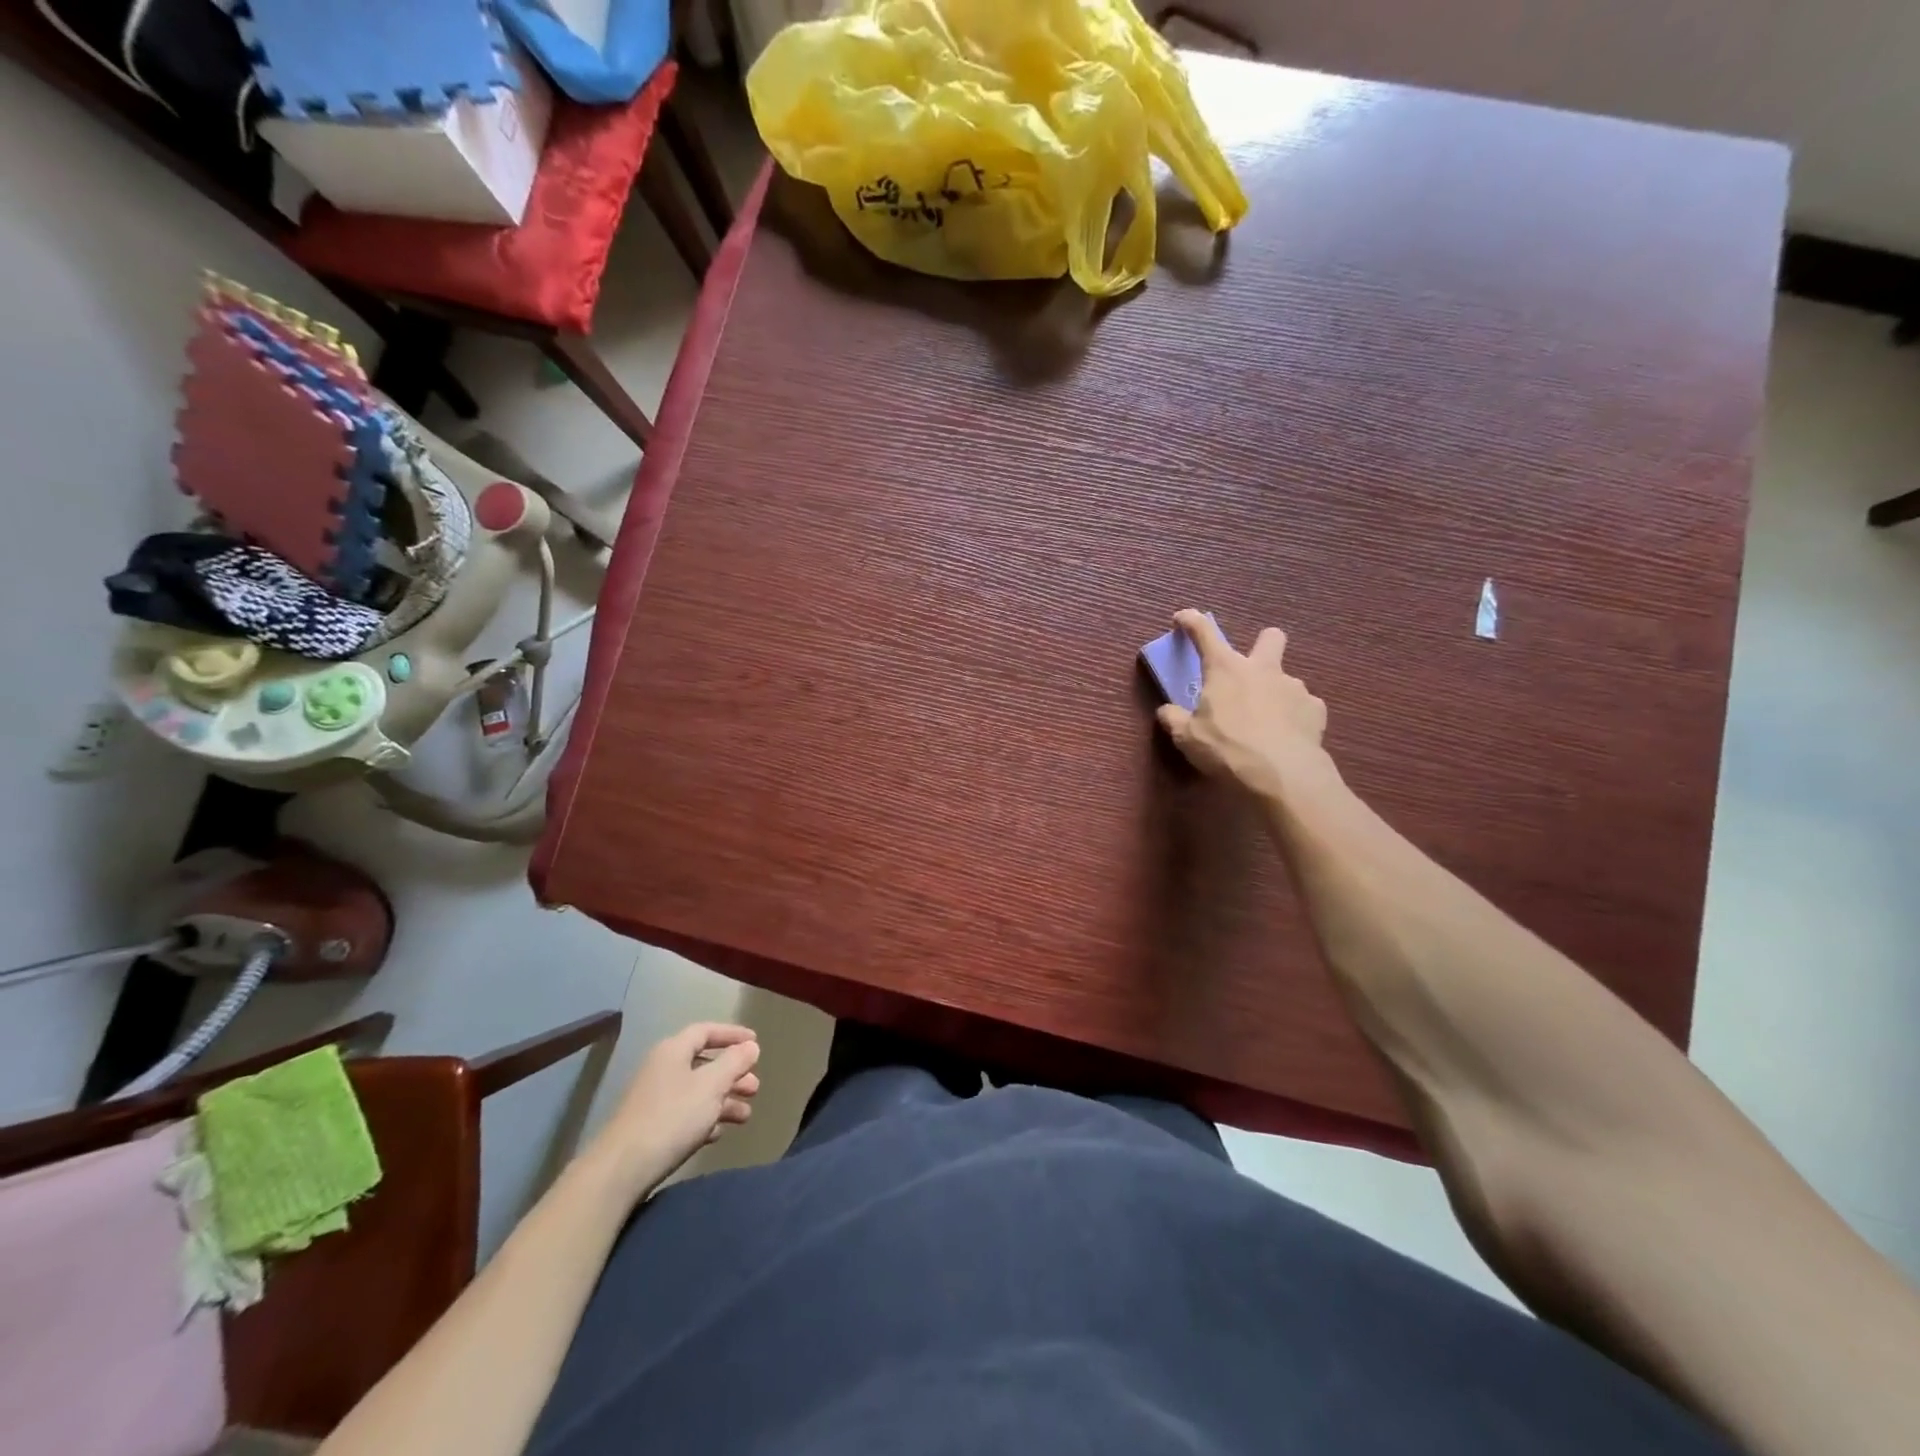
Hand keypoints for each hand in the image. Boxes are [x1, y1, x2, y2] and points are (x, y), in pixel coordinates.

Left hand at [587, 1023, 759, 1199]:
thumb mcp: (711, 1086)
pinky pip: (685, 1115)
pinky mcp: (651, 1128)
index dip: (732, 1034)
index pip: (706, 1031)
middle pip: (704, 1064)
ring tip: (746, 1115)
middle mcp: (662, 1070)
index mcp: (673, 1051)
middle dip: (733, 1074)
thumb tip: (751, 1046)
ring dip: (724, 1100)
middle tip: (755, 1088)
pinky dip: (705, 1119)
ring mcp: (654, 1100)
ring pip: (697, 1092)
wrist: (620, 1170)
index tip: (756, 1043)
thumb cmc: (672, 1117)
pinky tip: (718, 1133)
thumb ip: (734, 1062)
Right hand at [1155, 609, 1334, 800]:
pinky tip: (1285, 736)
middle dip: (1262, 644)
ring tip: (1264, 723)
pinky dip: (1293, 716)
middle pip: (1270, 638)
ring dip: (1274, 692)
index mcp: (1226, 669)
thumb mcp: (1186, 737)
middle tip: (1250, 669)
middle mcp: (1263, 669)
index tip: (1182, 618)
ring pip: (1285, 678)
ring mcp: (1295, 687)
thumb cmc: (1227, 749)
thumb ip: (1174, 719)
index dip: (1191, 622)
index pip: (1205, 633)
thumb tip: (1166, 711)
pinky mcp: (1316, 711)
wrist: (1283, 777)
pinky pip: (1303, 706)